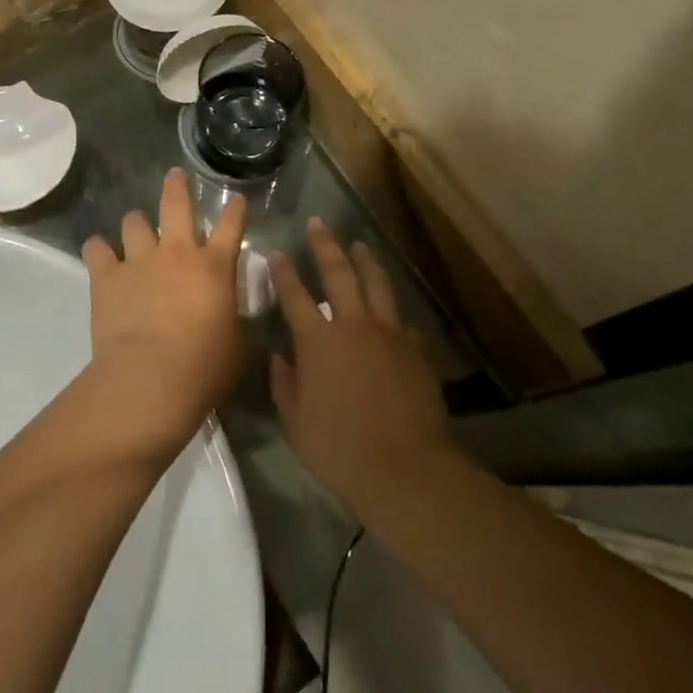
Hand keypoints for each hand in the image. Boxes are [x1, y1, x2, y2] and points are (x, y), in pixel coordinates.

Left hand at [81, 169, 247, 449]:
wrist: (150, 378)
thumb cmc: (204, 366)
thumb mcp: (236, 345)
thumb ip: (236, 323)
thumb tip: (237, 319)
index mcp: (214, 267)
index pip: (230, 227)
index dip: (235, 210)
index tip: (236, 198)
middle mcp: (177, 252)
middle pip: (177, 204)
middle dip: (177, 186)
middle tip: (175, 175)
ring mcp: (139, 260)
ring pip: (134, 221)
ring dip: (136, 223)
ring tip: (135, 228)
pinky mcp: (107, 275)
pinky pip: (97, 248)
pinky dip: (98, 249)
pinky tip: (98, 252)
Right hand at [269, 220, 458, 520]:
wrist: (406, 468)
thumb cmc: (340, 449)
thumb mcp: (296, 423)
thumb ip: (284, 385)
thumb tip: (279, 358)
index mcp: (318, 341)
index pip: (295, 295)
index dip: (284, 272)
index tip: (276, 253)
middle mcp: (353, 326)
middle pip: (339, 273)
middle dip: (326, 245)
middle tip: (319, 223)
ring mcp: (389, 334)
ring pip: (377, 285)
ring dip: (365, 261)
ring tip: (359, 245)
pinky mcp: (416, 350)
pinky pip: (403, 322)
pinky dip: (394, 313)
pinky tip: (393, 313)